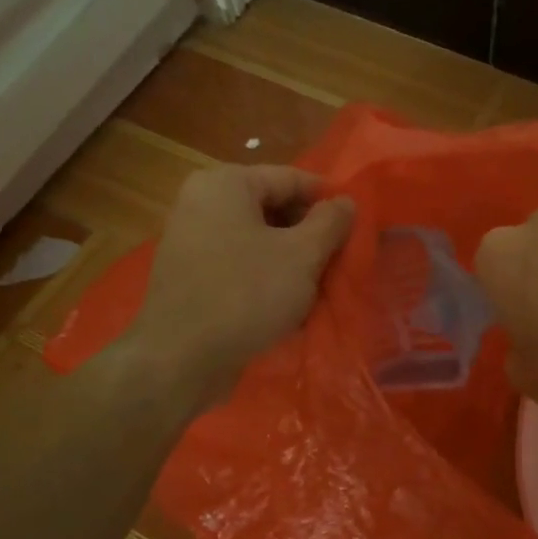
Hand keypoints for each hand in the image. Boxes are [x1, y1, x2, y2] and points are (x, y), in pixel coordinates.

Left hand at [125, 164, 354, 411]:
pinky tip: (287, 304)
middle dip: (309, 234)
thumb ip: (330, 222)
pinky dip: (265, 277)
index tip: (357, 227)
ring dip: (291, 259)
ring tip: (318, 286)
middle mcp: (201, 202)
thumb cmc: (246, 295)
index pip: (292, 178)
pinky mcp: (189, 275)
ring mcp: (191, 240)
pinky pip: (239, 264)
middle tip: (339, 260)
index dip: (329, 201)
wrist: (180, 360)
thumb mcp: (302, 255)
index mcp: (225, 184)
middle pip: (273, 207)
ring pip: (258, 239)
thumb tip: (346, 202)